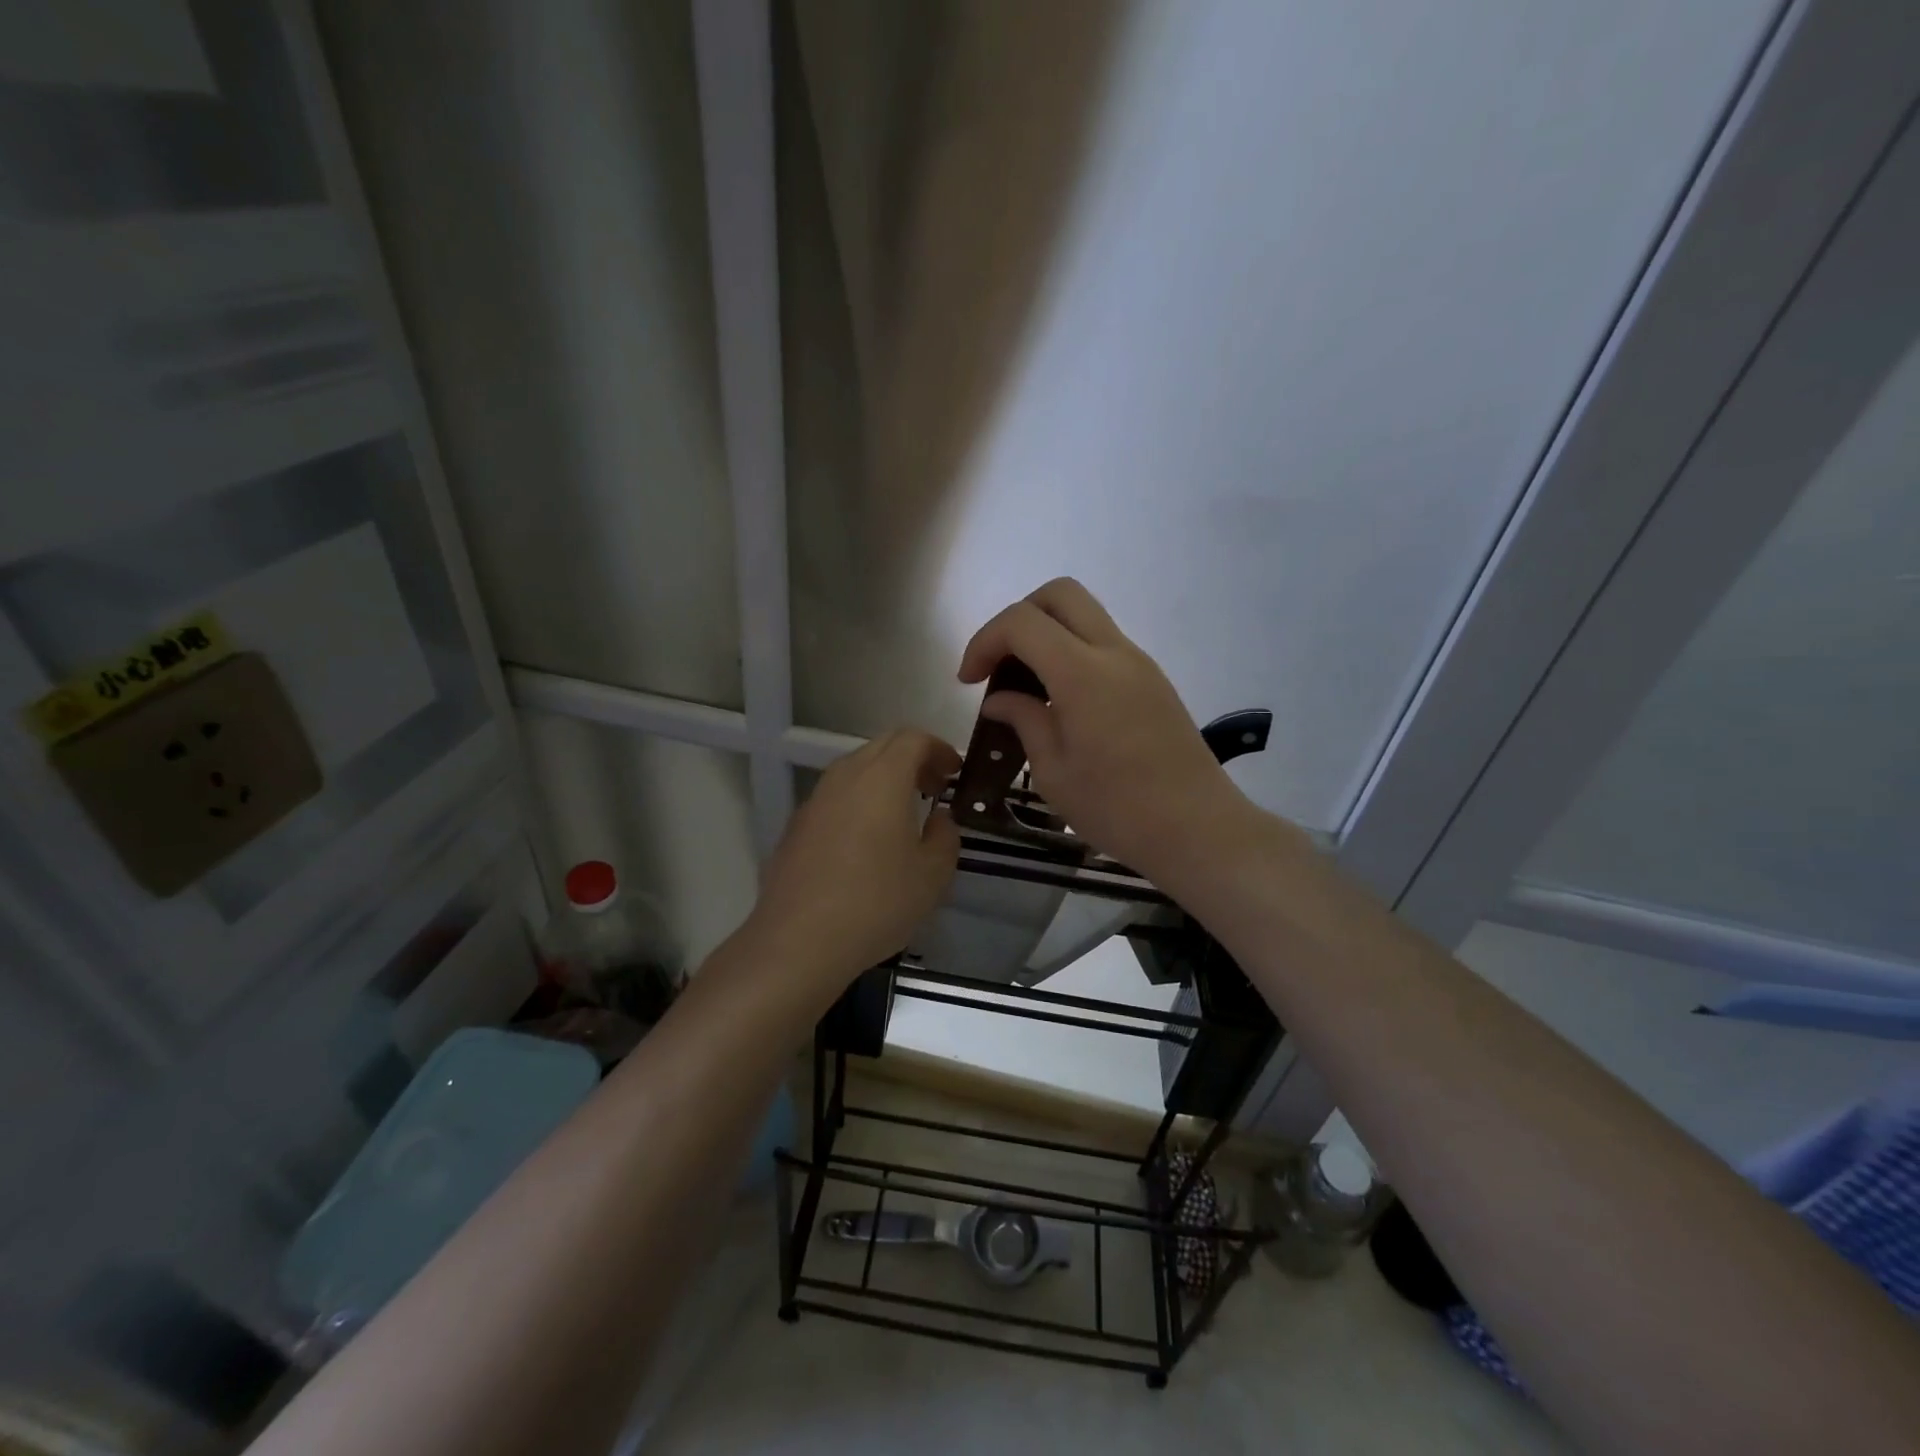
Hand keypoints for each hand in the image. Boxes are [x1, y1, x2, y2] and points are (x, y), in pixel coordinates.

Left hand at [747, 728, 960, 993]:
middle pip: (882, 747)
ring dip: (884, 780)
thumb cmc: (876, 902)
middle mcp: (845, 777)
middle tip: (934, 788)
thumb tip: (939, 818)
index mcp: (882, 778)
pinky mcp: (796, 826)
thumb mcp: (932, 875)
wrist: (798, 941)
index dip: (939, 749)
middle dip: (913, 759)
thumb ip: (945, 836)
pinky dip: (859, 802)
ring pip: (855, 770)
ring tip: (903, 814)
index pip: (913, 739)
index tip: (955, 773)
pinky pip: (835, 798)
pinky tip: (867, 842)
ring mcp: (815, 800)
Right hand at [958, 579, 1247, 875]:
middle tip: (1000, 664)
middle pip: (1059, 594)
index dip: (985, 641)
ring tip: (1027, 686)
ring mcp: (1139, 662)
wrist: (1198, 829)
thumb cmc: (1118, 809)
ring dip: (1047, 635)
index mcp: (1082, 673)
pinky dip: (1071, 653)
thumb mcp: (1054, 772)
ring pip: (1085, 615)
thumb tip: (999, 700)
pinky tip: (1061, 701)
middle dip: (1017, 618)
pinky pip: (1103, 643)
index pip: (1022, 622)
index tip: (969, 681)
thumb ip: (1024, 721)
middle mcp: (1114, 653)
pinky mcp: (1153, 680)